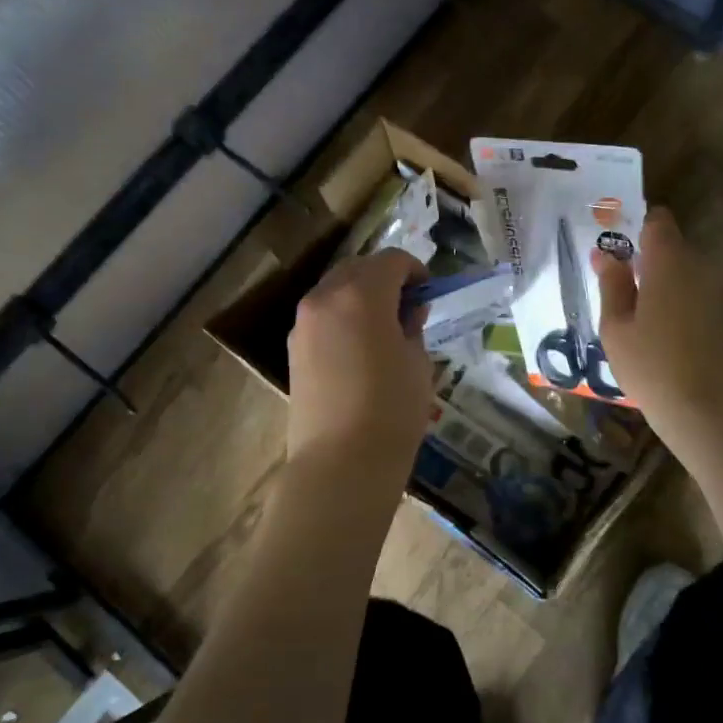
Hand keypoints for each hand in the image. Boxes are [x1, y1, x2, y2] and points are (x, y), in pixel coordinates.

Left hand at [287, 249, 432, 474]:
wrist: (340, 463)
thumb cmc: (392, 410)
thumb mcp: (418, 363)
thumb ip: (413, 326)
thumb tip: (408, 312)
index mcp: (361, 294)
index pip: (391, 260)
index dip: (415, 270)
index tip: (428, 292)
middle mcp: (325, 298)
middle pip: (358, 268)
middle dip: (385, 278)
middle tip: (408, 306)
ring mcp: (303, 323)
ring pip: (335, 290)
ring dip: (361, 295)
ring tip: (384, 328)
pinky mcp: (294, 348)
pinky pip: (322, 316)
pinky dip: (343, 316)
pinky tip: (360, 348)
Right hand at [592, 207, 722, 457]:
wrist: (704, 408)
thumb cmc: (650, 364)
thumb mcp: (616, 326)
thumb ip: (612, 284)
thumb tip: (605, 254)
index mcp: (669, 262)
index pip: (657, 221)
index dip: (635, 226)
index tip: (614, 245)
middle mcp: (698, 267)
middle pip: (670, 246)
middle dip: (644, 258)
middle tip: (614, 283)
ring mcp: (716, 291)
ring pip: (682, 271)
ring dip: (659, 282)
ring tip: (632, 312)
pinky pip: (693, 292)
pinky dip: (675, 300)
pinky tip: (657, 329)